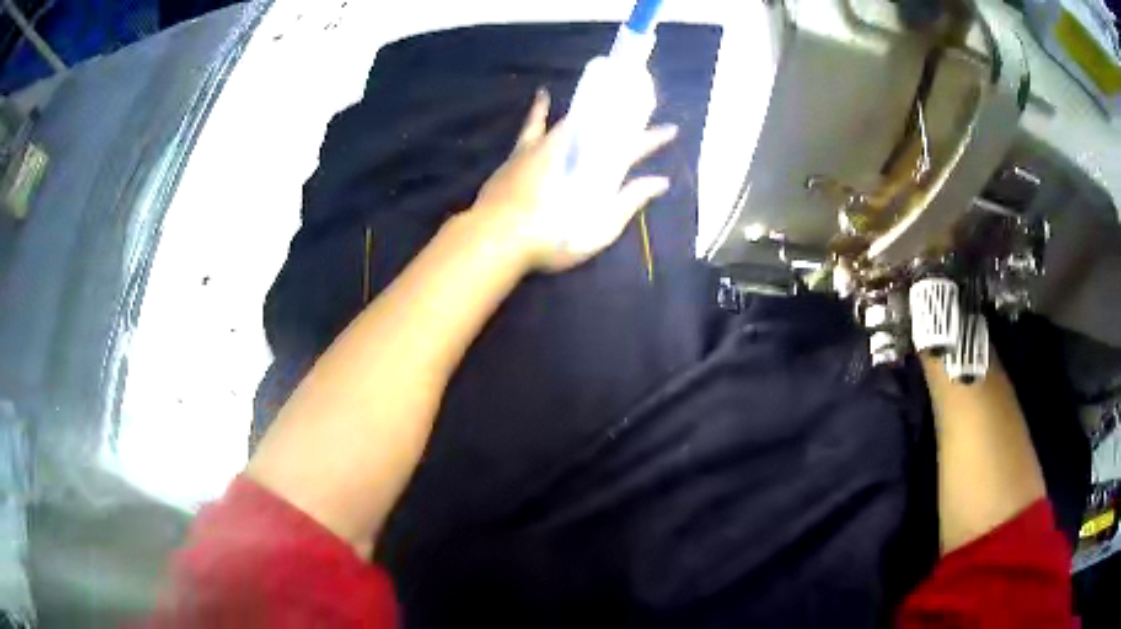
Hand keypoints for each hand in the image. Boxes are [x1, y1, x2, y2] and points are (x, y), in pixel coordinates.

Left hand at [473, 89, 677, 272]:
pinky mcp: (521, 152)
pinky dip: (539, 110)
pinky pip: (534, 125)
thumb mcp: (598, 229)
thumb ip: (629, 201)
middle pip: (603, 128)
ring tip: (604, 98)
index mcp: (595, 168)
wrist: (498, 238)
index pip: (631, 148)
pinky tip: (543, 95)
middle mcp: (572, 149)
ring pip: (572, 121)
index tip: (671, 129)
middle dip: (624, 120)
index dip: (652, 139)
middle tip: (639, 111)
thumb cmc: (552, 239)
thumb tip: (660, 182)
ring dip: (591, 112)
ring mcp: (544, 147)